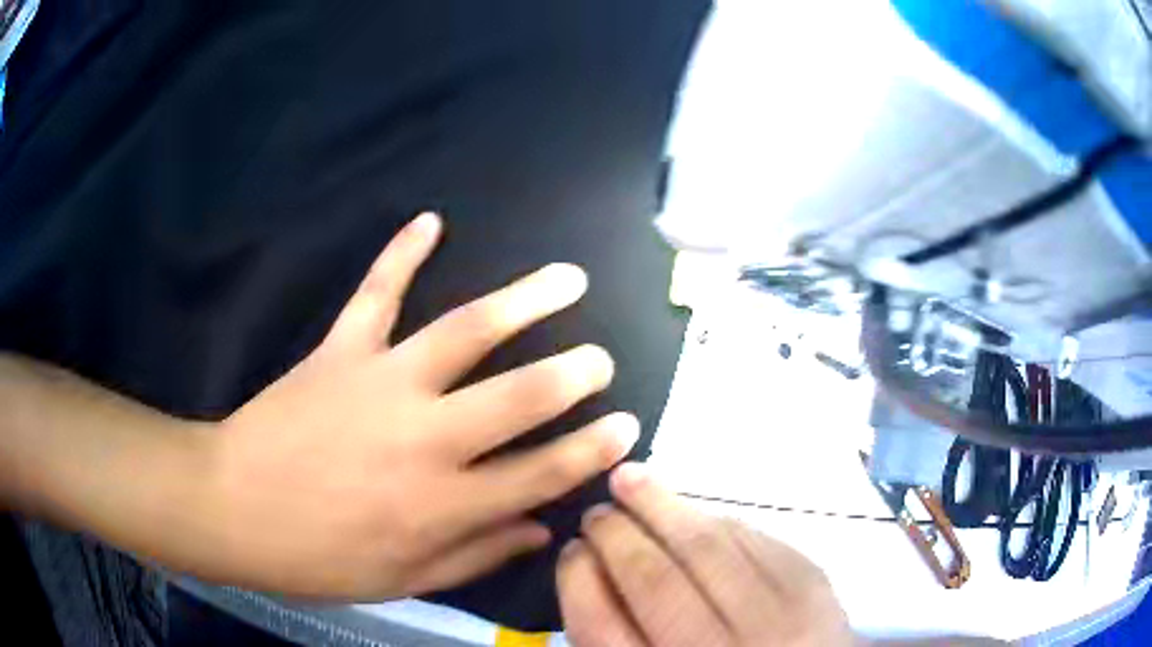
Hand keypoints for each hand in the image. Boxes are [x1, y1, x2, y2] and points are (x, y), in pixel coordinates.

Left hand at [199, 212, 638, 598]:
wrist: (232, 507)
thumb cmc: (317, 557)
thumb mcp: (402, 580)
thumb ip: (476, 555)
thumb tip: (541, 531)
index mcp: (440, 504)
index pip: (539, 474)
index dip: (591, 451)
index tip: (628, 427)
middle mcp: (424, 438)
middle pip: (517, 397)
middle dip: (572, 375)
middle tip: (604, 358)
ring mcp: (381, 383)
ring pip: (465, 331)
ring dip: (524, 301)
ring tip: (567, 278)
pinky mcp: (340, 349)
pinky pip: (375, 291)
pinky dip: (401, 251)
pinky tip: (431, 219)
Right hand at [558, 464, 852, 646]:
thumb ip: (618, 633)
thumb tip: (589, 568)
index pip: (602, 626)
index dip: (579, 580)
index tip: (572, 550)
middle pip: (655, 582)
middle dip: (617, 535)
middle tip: (597, 511)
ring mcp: (776, 617)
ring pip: (708, 547)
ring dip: (663, 506)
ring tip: (633, 479)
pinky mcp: (814, 585)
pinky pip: (753, 539)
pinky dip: (716, 520)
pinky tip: (691, 512)